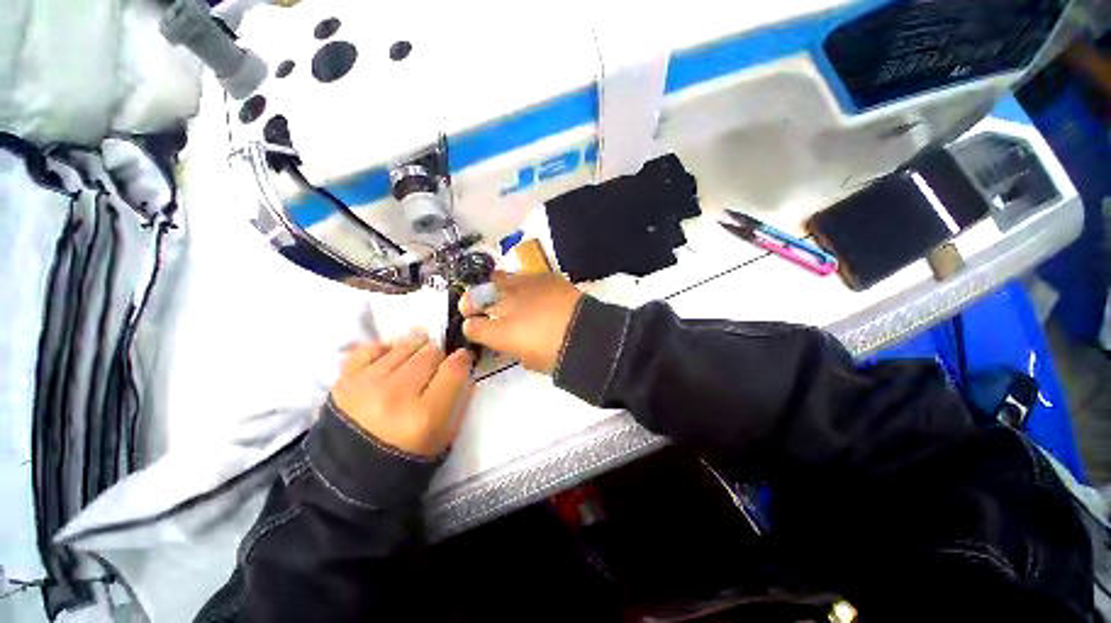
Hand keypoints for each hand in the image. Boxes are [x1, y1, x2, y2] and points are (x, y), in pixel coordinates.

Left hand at [330, 333, 473, 456]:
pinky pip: (372, 348)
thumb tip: (465, 367)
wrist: (349, 476)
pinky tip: (390, 362)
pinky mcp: (343, 381)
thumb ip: (462, 399)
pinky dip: (385, 351)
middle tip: (436, 370)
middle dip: (440, 357)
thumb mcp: (447, 436)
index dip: (463, 358)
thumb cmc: (407, 457)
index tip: (463, 360)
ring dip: (416, 352)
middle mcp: (396, 395)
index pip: (454, 367)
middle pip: (431, 352)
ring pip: (406, 346)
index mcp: (425, 415)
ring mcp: (366, 385)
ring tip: (413, 367)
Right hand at [459, 272, 583, 373]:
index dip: (470, 327)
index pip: (473, 327)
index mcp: (501, 332)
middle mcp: (506, 306)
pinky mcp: (544, 277)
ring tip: (500, 290)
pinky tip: (529, 288)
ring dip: (496, 286)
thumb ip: (514, 349)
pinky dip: (522, 282)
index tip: (472, 326)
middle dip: (473, 300)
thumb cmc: (557, 356)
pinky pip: (525, 276)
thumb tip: (511, 341)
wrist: (587, 334)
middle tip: (474, 303)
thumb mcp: (530, 360)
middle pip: (479, 296)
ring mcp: (524, 287)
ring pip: (500, 280)